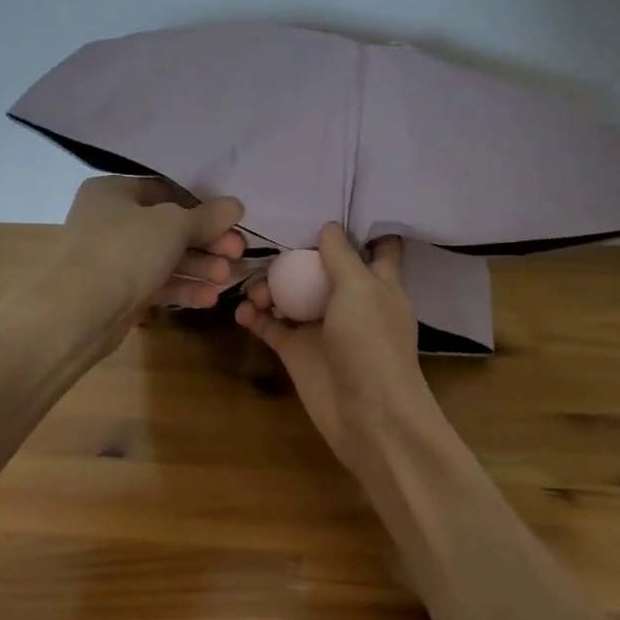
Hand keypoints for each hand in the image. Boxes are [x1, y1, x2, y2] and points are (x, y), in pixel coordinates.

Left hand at [48, 176, 244, 327]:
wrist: (77, 313)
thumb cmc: (124, 251)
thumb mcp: (173, 225)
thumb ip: (207, 216)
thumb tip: (235, 205)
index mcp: (113, 191)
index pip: (166, 190)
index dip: (202, 204)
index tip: (232, 219)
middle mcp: (109, 220)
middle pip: (169, 226)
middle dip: (206, 241)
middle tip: (238, 251)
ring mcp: (112, 258)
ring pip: (165, 257)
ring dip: (199, 266)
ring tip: (228, 277)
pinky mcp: (117, 292)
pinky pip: (156, 283)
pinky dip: (182, 288)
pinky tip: (210, 298)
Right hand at [236, 223, 434, 478]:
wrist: (371, 417)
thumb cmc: (372, 343)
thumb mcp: (360, 288)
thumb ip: (340, 255)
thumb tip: (328, 226)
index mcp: (377, 282)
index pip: (377, 246)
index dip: (362, 226)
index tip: (335, 202)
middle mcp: (349, 299)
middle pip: (320, 266)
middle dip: (296, 252)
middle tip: (265, 238)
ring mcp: (322, 325)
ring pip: (291, 294)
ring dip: (269, 285)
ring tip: (252, 288)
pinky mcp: (298, 350)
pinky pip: (271, 325)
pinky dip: (255, 316)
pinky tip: (242, 311)